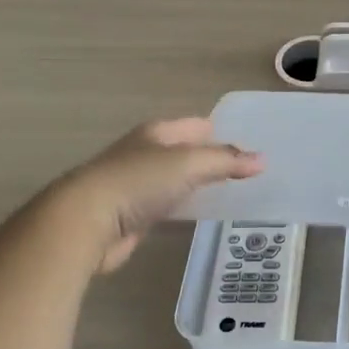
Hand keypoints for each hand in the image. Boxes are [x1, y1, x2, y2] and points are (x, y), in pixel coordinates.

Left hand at [48, 117, 264, 273]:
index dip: (224, 133)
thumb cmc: (137, 182)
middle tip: (249, 173)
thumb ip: (225, 161)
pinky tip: (202, 216)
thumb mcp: (188, 164)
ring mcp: (138, 185)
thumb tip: (261, 159)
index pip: (198, 126)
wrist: (86, 222)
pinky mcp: (134, 215)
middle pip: (188, 152)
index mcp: (157, 133)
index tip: (253, 148)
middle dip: (214, 160)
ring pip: (178, 180)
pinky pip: (169, 206)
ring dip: (200, 186)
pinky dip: (185, 209)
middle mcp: (147, 153)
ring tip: (234, 195)